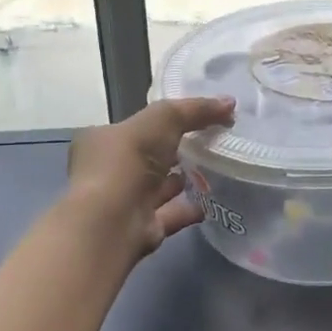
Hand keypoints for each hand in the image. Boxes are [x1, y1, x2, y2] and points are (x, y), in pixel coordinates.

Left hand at [65, 96, 234, 258]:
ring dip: (182, 179)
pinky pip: (170, 213)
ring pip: (158, 186)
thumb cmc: (128, 160)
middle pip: (147, 157)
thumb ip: (194, 109)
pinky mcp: (141, 227)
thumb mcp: (163, 119)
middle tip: (210, 142)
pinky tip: (212, 200)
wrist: (113, 221)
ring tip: (215, 169)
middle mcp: (108, 171)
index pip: (133, 126)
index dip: (161, 121)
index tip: (193, 118)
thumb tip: (230, 102)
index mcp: (101, 140)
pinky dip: (189, 208)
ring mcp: (124, 202)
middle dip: (174, 150)